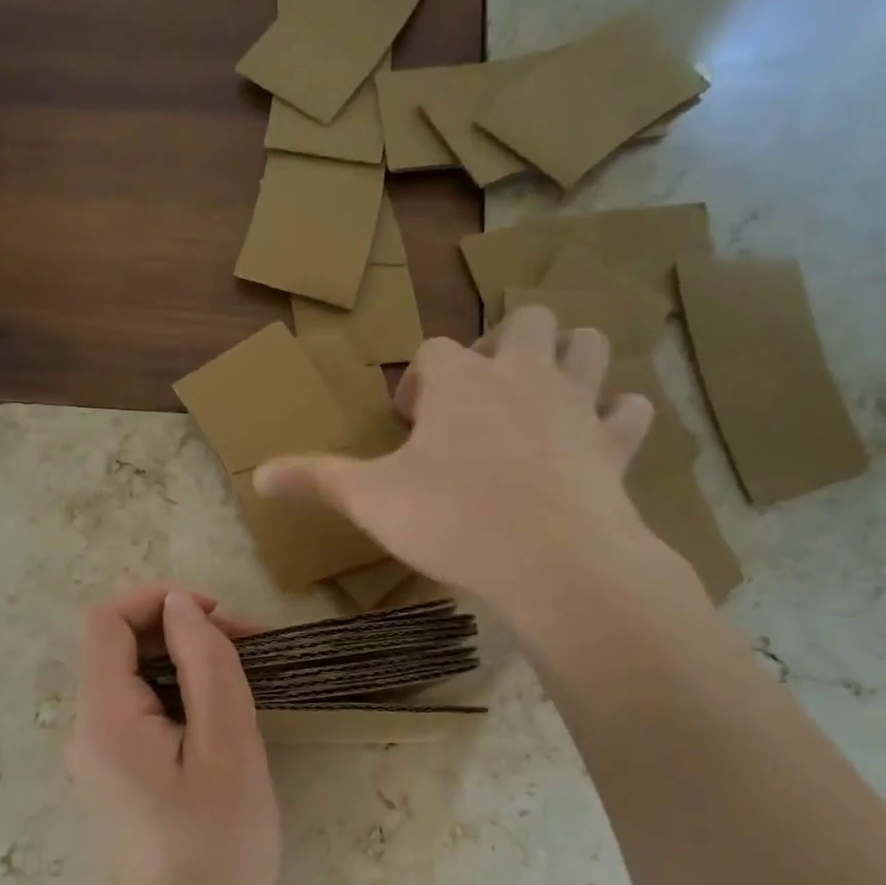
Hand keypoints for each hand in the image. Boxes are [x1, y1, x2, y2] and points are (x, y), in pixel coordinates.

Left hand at [68, 585, 280, 884]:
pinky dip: (178, 696)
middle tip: (248, 644)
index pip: (105, 621)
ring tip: (244, 677)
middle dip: (180, 630)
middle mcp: (85, 733)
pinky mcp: (116, 780)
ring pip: (132, 680)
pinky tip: (220, 718)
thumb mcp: (228, 747)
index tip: (218, 613)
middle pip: (118, 648)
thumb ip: (205, 665)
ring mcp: (97, 760)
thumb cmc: (219, 849)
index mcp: (104, 720)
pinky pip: (139, 714)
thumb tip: (180, 604)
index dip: (157, 599)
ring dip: (184, 662)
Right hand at [254, 306, 676, 627]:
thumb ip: (315, 480)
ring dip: (570, 360)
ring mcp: (576, 404)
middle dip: (504, 348)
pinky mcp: (615, 444)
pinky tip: (600, 439)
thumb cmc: (451, 520)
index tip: (410, 423)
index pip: (434, 350)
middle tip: (483, 399)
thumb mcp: (370, 500)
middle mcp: (523, 373)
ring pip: (588, 347)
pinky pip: (629, 410)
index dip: (420, 382)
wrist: (550, 561)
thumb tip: (256, 475)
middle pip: (525, 323)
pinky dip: (617, 417)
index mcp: (461, 379)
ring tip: (545, 399)